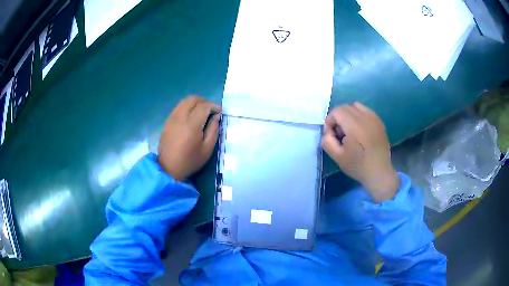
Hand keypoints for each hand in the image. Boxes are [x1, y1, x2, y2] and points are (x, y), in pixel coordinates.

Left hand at [158, 96, 220, 180]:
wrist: (169, 168)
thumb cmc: (190, 160)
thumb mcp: (207, 149)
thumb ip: (213, 130)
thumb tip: (216, 117)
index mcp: (192, 124)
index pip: (204, 106)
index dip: (214, 106)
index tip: (219, 112)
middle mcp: (180, 117)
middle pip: (193, 99)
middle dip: (204, 101)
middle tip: (210, 110)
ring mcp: (172, 118)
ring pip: (184, 101)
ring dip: (195, 103)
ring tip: (201, 113)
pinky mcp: (167, 121)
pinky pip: (178, 107)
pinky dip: (187, 107)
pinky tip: (190, 117)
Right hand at [321, 102, 398, 201]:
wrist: (379, 172)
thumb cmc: (358, 166)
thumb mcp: (337, 157)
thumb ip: (327, 141)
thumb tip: (328, 131)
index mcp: (354, 126)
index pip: (336, 111)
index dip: (330, 121)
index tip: (331, 134)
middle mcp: (365, 118)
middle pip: (345, 107)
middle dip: (338, 117)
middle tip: (339, 134)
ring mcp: (374, 118)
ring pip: (356, 106)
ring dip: (348, 114)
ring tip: (350, 130)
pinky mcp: (379, 121)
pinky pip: (366, 110)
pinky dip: (359, 115)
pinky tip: (360, 130)